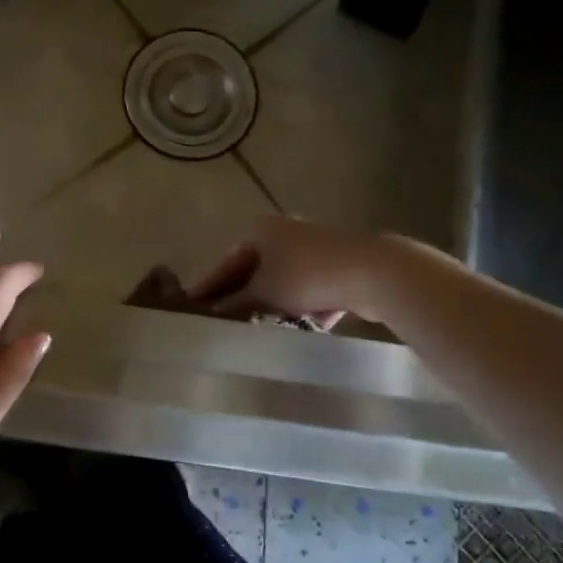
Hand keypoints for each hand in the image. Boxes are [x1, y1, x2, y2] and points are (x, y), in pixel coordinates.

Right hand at [188, 216, 390, 325]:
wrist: (372, 272)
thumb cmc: (306, 276)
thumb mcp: (264, 292)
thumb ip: (237, 303)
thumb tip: (215, 313)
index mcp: (261, 231)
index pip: (226, 262)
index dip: (209, 285)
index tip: (190, 304)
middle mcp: (285, 234)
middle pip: (254, 272)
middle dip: (241, 298)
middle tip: (221, 322)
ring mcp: (313, 250)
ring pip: (282, 283)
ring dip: (271, 306)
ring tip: (254, 331)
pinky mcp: (337, 268)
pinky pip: (308, 292)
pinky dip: (301, 308)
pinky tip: (294, 329)